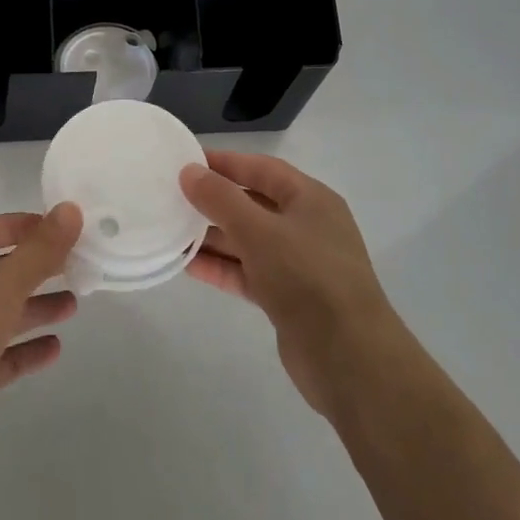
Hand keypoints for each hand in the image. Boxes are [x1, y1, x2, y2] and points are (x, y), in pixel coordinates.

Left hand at [0, 204, 81, 476]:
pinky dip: (28, 350)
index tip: (56, 227)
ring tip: (74, 304)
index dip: (16, 226)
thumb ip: (39, 250)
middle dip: (34, 268)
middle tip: (75, 265)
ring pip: (3, 315)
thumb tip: (71, 209)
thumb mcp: (1, 284)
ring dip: (36, 307)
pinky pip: (4, 357)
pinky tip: (56, 348)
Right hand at [181, 153, 396, 419]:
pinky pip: (248, 272)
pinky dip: (221, 267)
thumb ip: (221, 199)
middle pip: (253, 204)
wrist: (349, 358)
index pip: (262, 169)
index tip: (185, 161)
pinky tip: (188, 265)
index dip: (225, 162)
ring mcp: (298, 264)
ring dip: (213, 236)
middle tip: (171, 197)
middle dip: (214, 201)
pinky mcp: (287, 298)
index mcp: (311, 200)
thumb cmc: (307, 277)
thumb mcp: (259, 231)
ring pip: (248, 241)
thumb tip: (189, 171)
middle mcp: (306, 226)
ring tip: (171, 230)